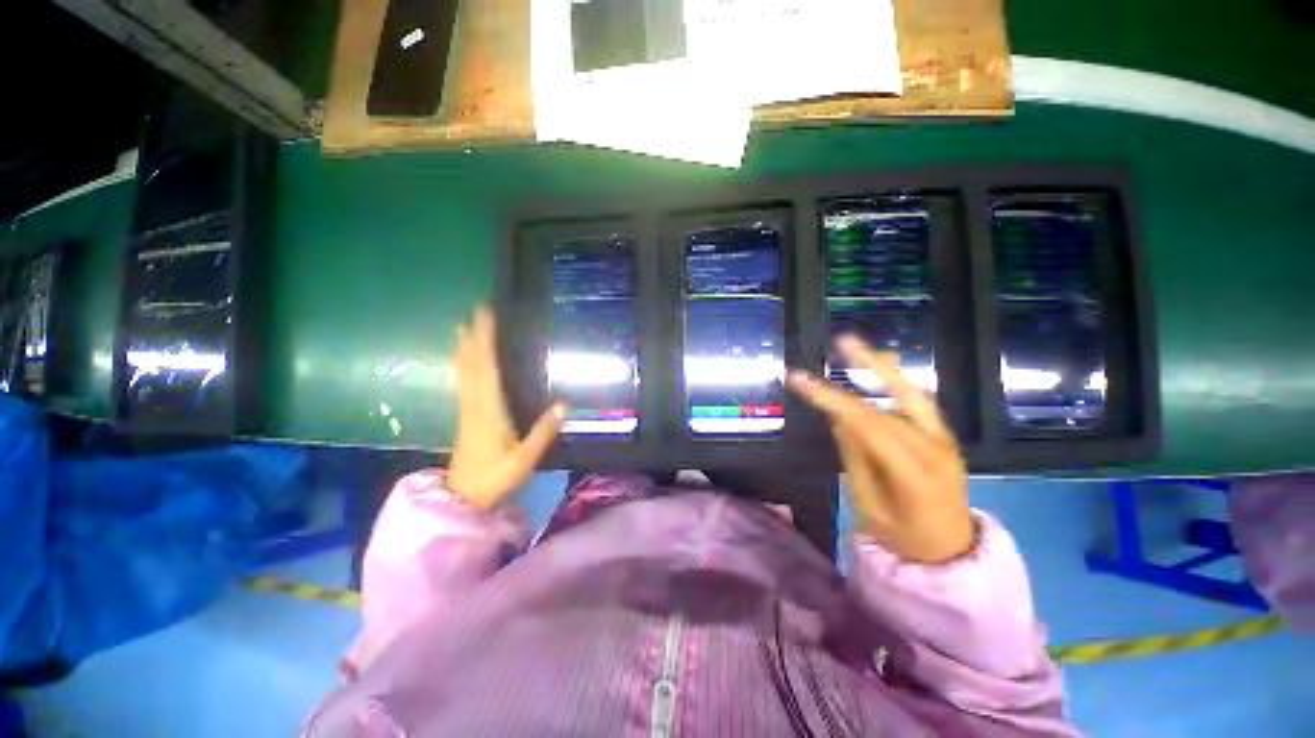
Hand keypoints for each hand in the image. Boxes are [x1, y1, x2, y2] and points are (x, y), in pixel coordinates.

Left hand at [448, 306, 566, 510]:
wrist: (462, 499)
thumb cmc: (495, 479)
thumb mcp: (525, 459)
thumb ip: (544, 431)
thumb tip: (565, 404)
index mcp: (489, 410)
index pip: (486, 368)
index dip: (486, 340)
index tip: (486, 316)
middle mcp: (474, 405)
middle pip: (472, 364)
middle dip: (474, 336)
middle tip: (476, 312)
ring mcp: (467, 411)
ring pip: (464, 372)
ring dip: (465, 348)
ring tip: (464, 328)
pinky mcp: (465, 417)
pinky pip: (463, 383)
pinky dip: (463, 366)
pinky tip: (464, 362)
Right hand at [787, 336, 973, 563]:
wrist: (952, 555)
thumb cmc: (903, 538)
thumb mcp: (868, 504)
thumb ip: (855, 457)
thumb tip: (838, 417)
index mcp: (914, 473)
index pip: (866, 424)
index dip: (831, 399)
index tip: (799, 381)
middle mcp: (935, 449)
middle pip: (891, 403)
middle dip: (862, 370)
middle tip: (840, 342)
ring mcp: (945, 441)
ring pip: (910, 396)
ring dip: (882, 369)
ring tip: (855, 346)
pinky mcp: (945, 437)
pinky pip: (919, 403)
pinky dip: (898, 383)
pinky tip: (882, 367)